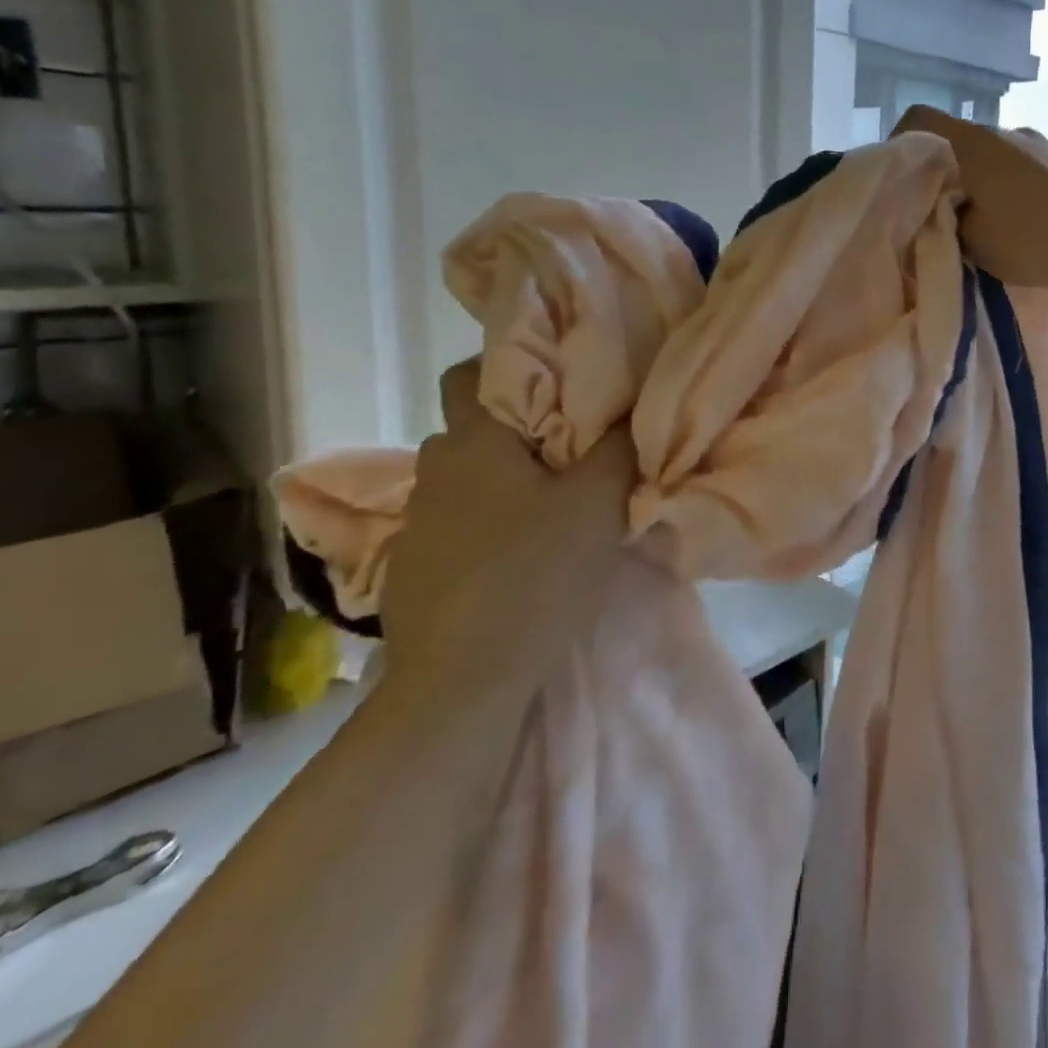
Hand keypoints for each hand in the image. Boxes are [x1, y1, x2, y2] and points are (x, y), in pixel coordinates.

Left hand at [378, 360, 634, 705]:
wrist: (461, 682)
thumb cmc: (534, 574)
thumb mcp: (598, 504)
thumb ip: (619, 447)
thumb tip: (632, 406)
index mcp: (473, 443)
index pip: (468, 374)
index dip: (506, 365)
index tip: (553, 379)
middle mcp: (435, 471)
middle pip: (471, 428)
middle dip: (514, 427)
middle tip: (568, 443)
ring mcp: (418, 523)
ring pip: (465, 479)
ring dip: (502, 479)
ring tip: (550, 502)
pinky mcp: (416, 568)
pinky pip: (457, 523)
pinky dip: (487, 524)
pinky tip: (520, 555)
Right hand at [891, 105, 1047, 293]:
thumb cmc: (1031, 241)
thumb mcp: (972, 241)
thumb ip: (947, 219)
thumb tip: (947, 209)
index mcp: (975, 143)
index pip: (921, 118)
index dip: (900, 140)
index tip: (900, 176)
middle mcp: (1008, 131)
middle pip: (961, 141)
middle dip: (946, 173)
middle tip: (942, 213)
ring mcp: (1043, 144)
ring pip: (996, 157)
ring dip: (984, 181)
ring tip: (989, 223)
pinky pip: (1027, 170)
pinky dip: (1015, 189)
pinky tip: (1028, 224)